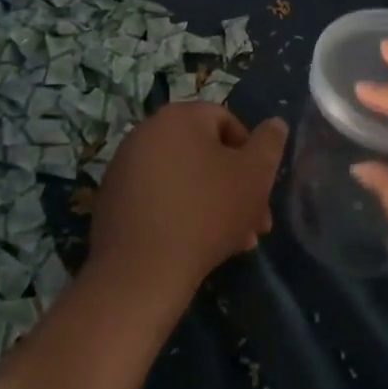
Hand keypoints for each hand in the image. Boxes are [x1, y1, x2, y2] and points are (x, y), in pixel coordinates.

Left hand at [89, 101, 284, 309]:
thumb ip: (270, 144)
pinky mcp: (112, 200)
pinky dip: (179, 214)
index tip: (262, 190)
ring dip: (212, 204)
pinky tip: (196, 247)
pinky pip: (158, 198)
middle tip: (254, 224)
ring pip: (183, 179)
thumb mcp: (254, 175)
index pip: (227, 121)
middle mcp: (146, 132)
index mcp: (179, 116)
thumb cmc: (207, 212)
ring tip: (232, 243)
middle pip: (204, 154)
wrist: (141, 272)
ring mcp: (124, 166)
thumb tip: (275, 124)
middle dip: (234, 187)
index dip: (251, 155)